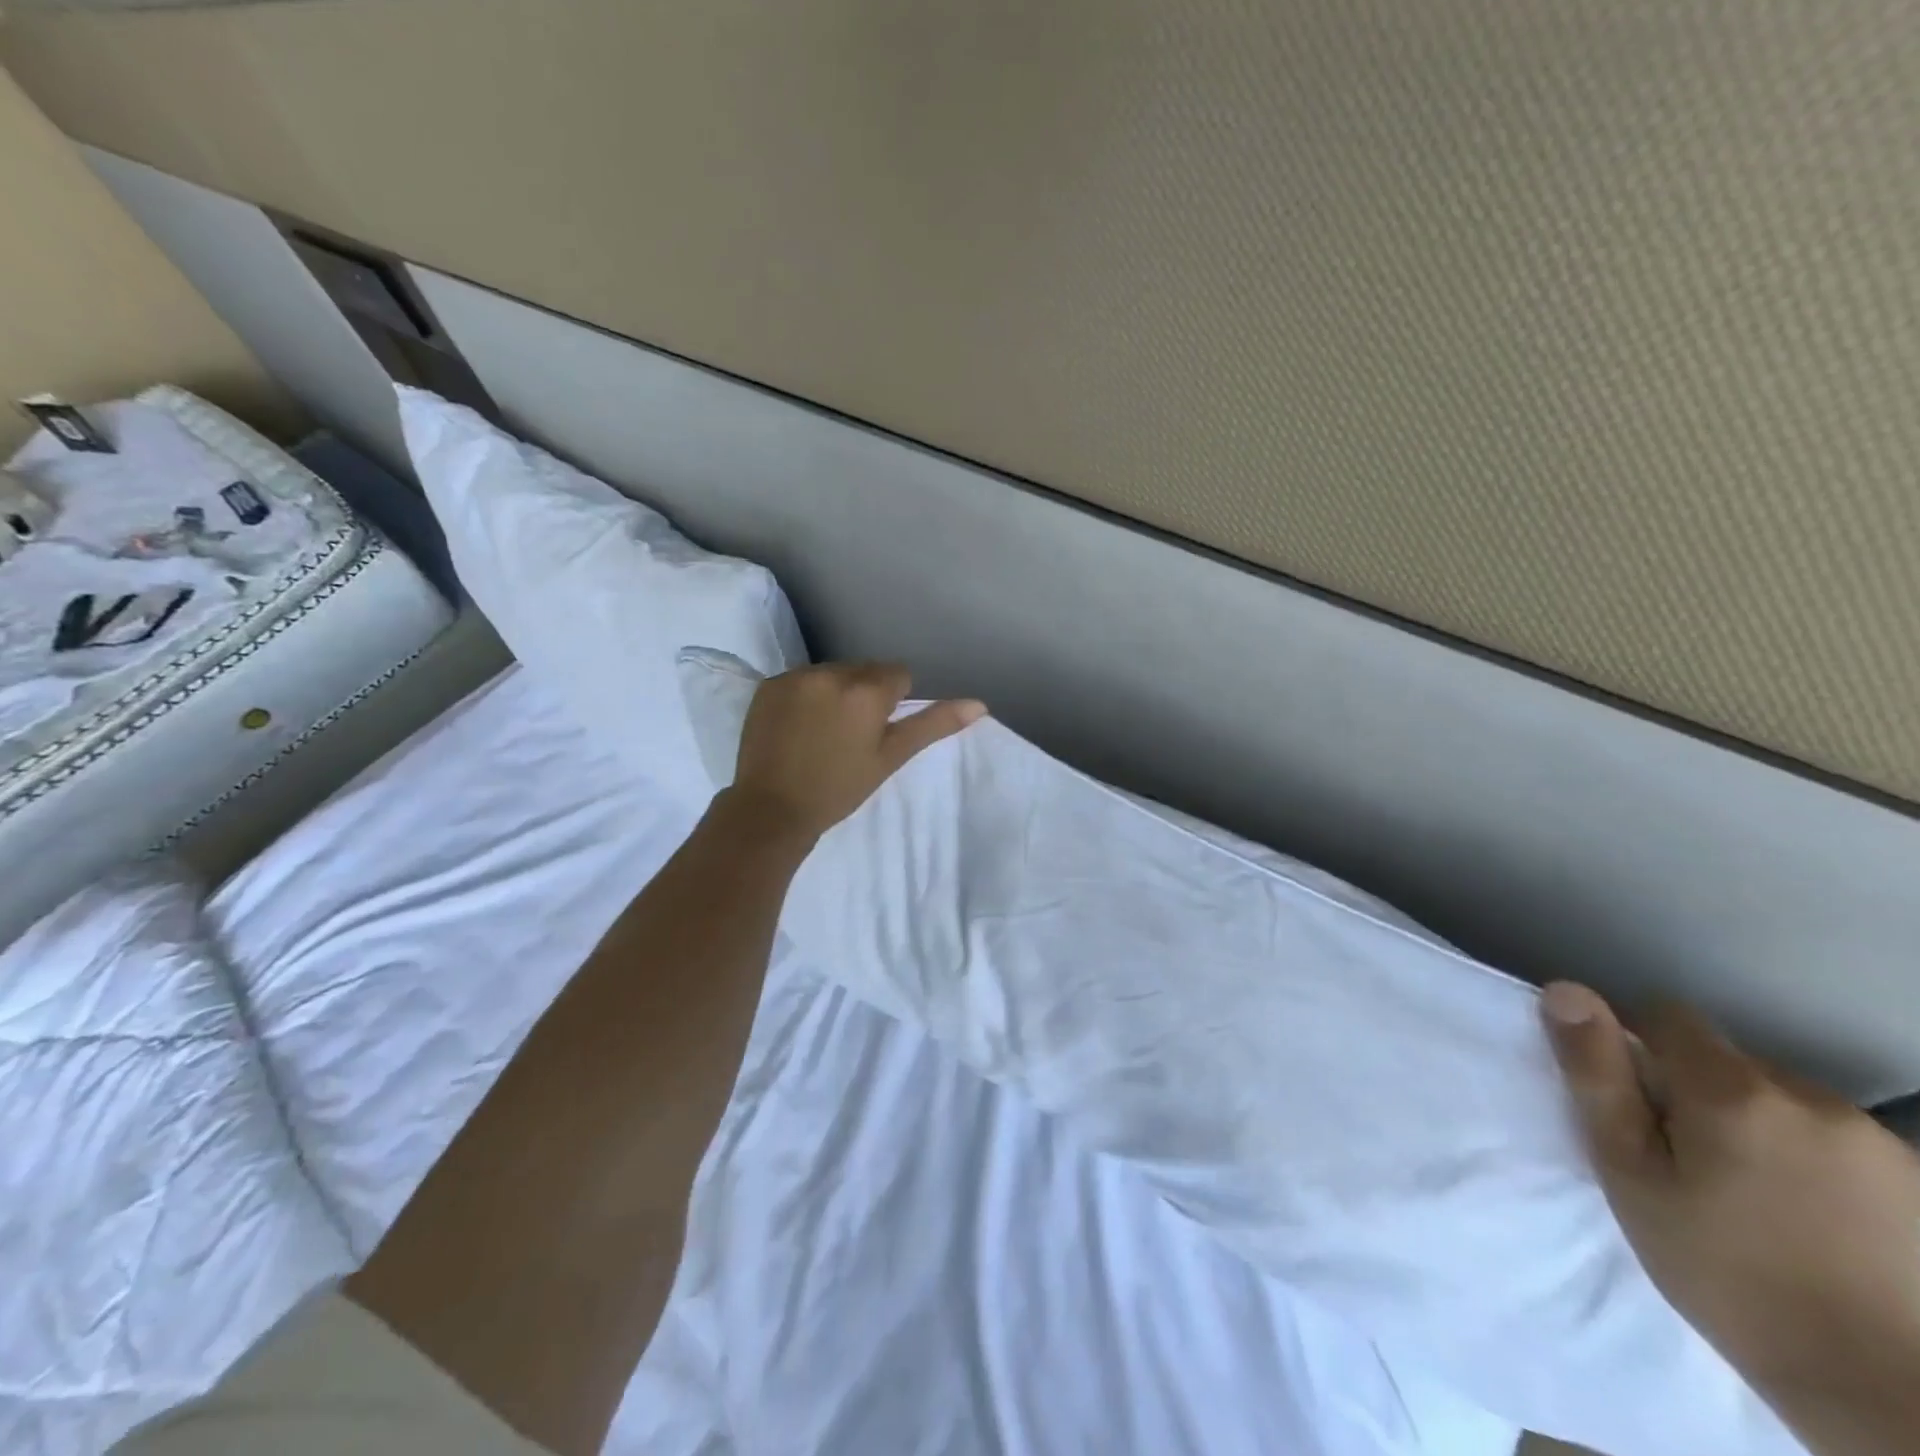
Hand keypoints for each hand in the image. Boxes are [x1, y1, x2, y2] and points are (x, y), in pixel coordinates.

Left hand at [727, 662, 985, 841]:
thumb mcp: (891, 758)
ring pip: (832, 672)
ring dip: (835, 691)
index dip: (891, 703)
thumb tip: (980, 704)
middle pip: (863, 669)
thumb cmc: (839, 789)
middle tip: (851, 734)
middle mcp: (832, 673)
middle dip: (864, 693)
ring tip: (822, 730)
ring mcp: (796, 676)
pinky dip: (805, 695)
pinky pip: (801, 679)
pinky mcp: (769, 684)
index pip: (897, 674)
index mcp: (867, 690)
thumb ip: (933, 725)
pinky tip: (797, 726)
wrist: (772, 809)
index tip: (876, 732)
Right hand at [1543, 983, 1919, 1453]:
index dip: (1638, 1045)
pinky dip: (1807, 1156)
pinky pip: (1832, 1136)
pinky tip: (1809, 1214)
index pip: (1667, 1015)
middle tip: (1685, 1161)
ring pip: (1781, 1098)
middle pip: (1727, 1060)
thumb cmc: (1722, 1270)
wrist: (1880, 1392)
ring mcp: (1875, 1139)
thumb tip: (1565, 990)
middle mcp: (1809, 1095)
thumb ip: (1597, 1074)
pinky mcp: (1917, 1181)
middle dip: (1697, 1090)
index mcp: (1732, 1089)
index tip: (1636, 1104)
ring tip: (1750, 1193)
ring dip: (1755, 1122)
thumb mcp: (1629, 1171)